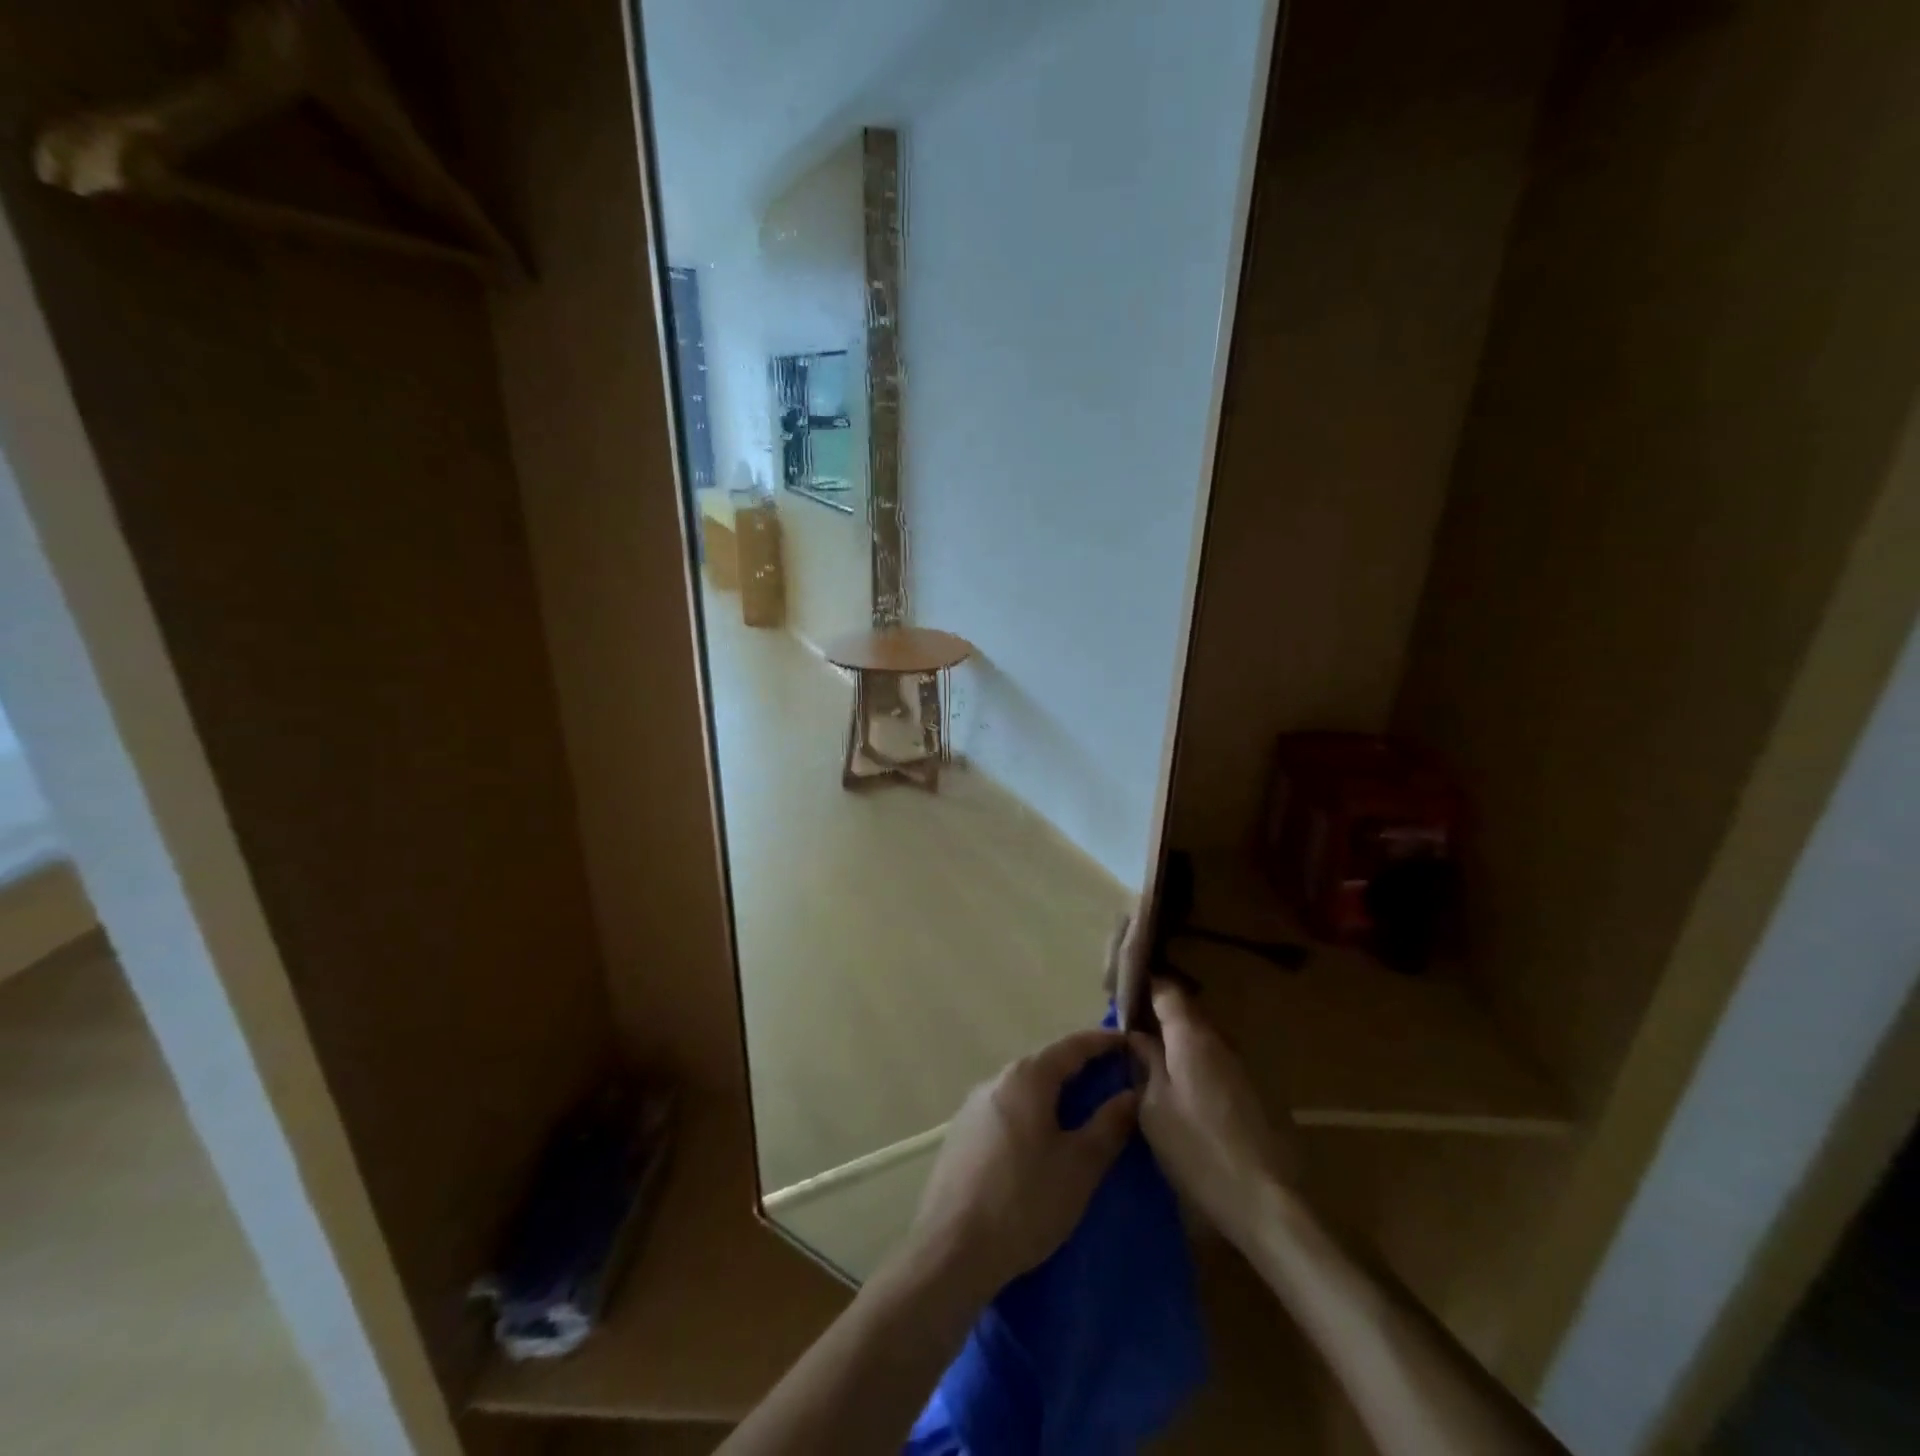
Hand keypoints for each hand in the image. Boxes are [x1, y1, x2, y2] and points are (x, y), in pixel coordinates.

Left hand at [908, 1029, 1138, 1301]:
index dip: (1103, 1041)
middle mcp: (997, 1080)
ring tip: (1084, 1109)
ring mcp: (974, 1106)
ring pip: (1025, 1087)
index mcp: (1026, 1078)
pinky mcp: (962, 1133)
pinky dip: (1032, 1111)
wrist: (952, 1249)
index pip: (1072, 1045)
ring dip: (1055, 1092)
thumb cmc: (1025, 1201)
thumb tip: (1132, 1094)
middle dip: (1080, 1067)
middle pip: (1046, 1063)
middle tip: (1113, 1079)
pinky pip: (1007, 1109)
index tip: (1130, 1042)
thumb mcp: (1079, 1166)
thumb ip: (1109, 1125)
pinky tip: (1043, 1139)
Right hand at [1130, 981, 1298, 1250]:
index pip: (1167, 990)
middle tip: (1129, 1029)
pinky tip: (1176, 1085)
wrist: (1262, 1200)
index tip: (1122, 994)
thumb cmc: (1196, 1149)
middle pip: (1185, 1012)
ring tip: (1148, 1057)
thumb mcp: (1154, 1107)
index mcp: (1190, 1036)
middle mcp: (1218, 1040)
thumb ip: (1146, 1063)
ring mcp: (1238, 1064)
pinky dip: (1191, 1062)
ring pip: (1199, 1038)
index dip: (1144, 986)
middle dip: (1158, 1015)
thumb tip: (1138, 1037)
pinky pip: (1212, 1060)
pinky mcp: (1249, 1090)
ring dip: (1175, 1040)